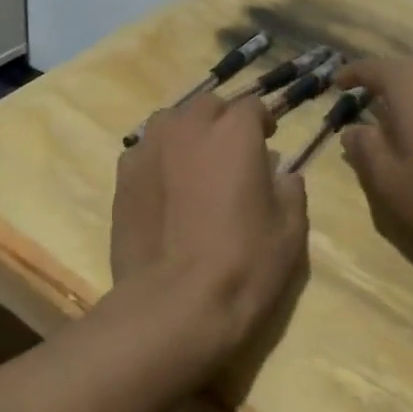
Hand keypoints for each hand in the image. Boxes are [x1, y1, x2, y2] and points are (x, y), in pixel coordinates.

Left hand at [110, 93, 308, 388]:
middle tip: (231, 155)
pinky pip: (144, 151)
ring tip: (193, 165)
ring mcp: (149, 149)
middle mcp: (189, 128)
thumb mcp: (290, 232)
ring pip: (170, 122)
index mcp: (234, 132)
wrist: (174, 305)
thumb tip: (282, 175)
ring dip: (186, 134)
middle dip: (222, 122)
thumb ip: (290, 191)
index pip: (251, 106)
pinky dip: (158, 159)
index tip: (268, 141)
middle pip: (207, 107)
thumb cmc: (244, 265)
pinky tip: (164, 188)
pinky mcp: (122, 176)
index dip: (262, 122)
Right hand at [337, 58, 412, 250]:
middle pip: (405, 75)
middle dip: (383, 90)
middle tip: (367, 111)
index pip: (374, 68)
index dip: (353, 74)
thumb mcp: (391, 178)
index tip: (337, 83)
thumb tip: (352, 131)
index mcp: (411, 86)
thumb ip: (366, 150)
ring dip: (412, 104)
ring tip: (401, 130)